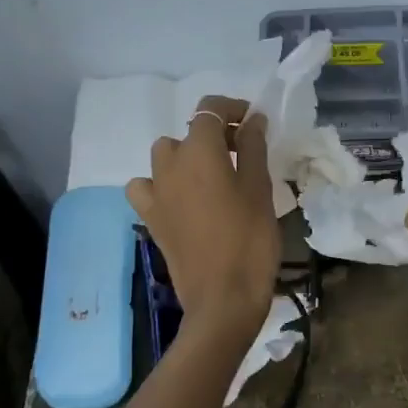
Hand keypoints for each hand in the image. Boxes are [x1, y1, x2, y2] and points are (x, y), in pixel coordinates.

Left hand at [126, 98, 279, 342]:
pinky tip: (181, 198)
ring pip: (164, 156)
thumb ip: (253, 148)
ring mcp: (155, 193)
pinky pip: (147, 187)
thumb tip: (252, 120)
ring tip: (211, 175)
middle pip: (188, 133)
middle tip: (240, 153)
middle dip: (212, 135)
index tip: (253, 121)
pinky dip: (162, 184)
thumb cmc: (250, 240)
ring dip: (186, 156)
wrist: (223, 298)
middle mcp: (170, 165)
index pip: (209, 110)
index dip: (232, 109)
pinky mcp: (150, 218)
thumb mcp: (259, 189)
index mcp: (199, 152)